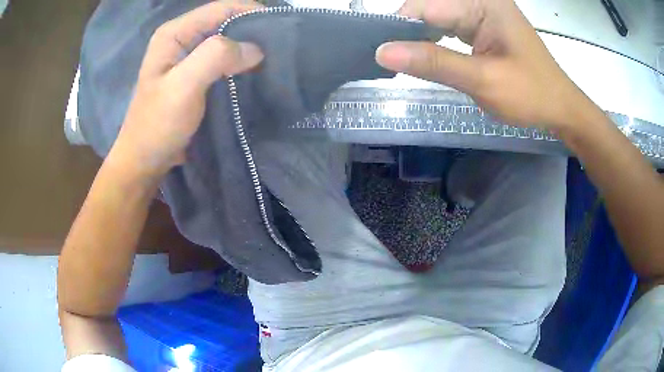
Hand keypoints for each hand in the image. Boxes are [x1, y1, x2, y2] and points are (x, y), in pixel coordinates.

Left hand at [110, 1, 264, 177]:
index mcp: (175, 33)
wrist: (145, 160)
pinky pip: (223, 59)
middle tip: (281, 47)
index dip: (252, 12)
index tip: (281, 28)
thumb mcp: (183, 87)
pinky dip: (241, 64)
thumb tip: (255, 49)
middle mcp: (182, 38)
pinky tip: (255, 73)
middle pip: (226, 21)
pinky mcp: (195, 74)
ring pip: (227, 41)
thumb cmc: (158, 125)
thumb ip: (215, 57)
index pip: (222, 8)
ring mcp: (188, 57)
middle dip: (253, 30)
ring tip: (274, 60)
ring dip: (249, 48)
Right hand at [376, 0, 595, 131]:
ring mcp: (483, 12)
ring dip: (421, 39)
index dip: (399, 27)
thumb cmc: (531, 95)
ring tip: (406, 62)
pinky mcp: (483, 26)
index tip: (381, 54)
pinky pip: (450, 28)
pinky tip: (428, 57)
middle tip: (391, 61)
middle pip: (430, 9)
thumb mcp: (483, 80)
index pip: (426, 6)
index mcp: (483, 4)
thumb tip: (383, 53)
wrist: (560, 108)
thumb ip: (434, 63)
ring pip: (437, 19)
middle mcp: (480, 1)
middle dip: (410, 34)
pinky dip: (436, 42)